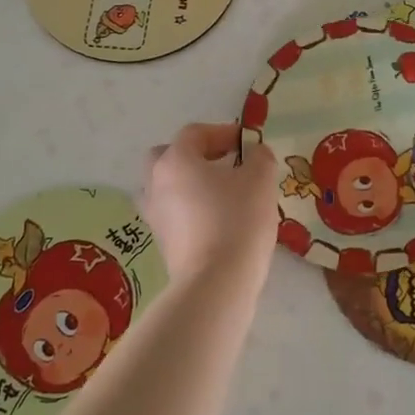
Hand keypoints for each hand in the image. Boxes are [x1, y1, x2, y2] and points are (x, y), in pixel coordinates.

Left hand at [142, 123, 278, 286]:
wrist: (216, 282)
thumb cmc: (237, 219)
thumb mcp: (260, 179)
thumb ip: (259, 157)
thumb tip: (255, 153)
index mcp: (176, 160)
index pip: (194, 133)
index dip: (222, 132)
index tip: (247, 143)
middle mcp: (156, 183)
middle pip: (168, 157)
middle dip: (195, 155)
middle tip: (223, 163)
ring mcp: (154, 215)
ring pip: (167, 187)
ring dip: (190, 184)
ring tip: (220, 193)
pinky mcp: (161, 242)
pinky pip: (173, 213)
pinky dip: (190, 209)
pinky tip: (216, 219)